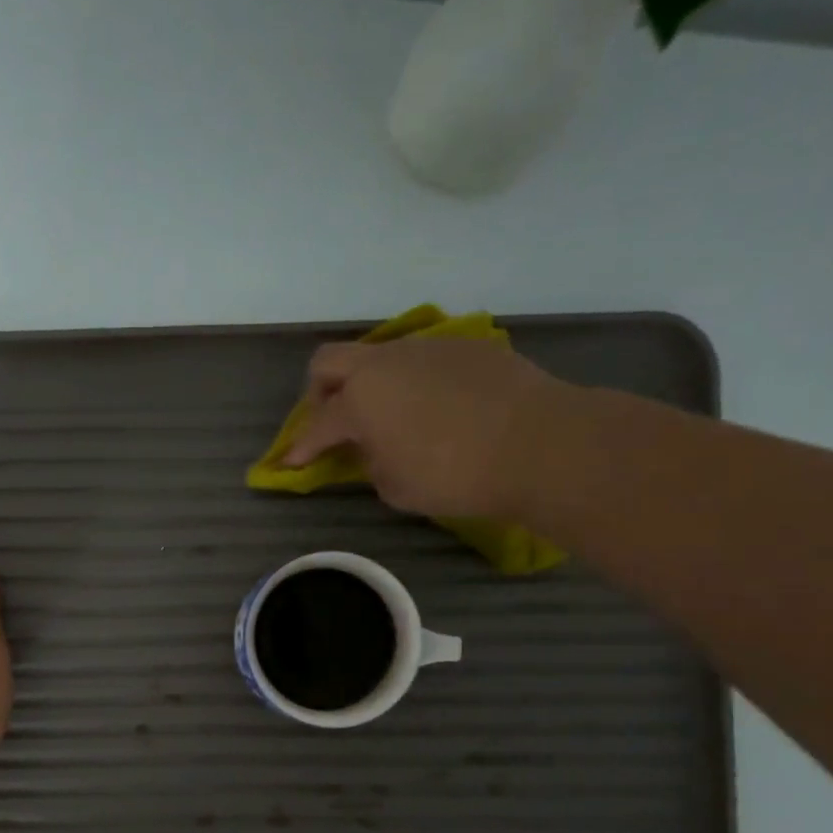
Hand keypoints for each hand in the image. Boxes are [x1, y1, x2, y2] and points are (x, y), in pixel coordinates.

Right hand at [283, 337, 568, 521]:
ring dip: (372, 383)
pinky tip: (438, 408)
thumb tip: (372, 448)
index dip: (301, 447)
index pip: (316, 424)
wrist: (540, 443)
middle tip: (333, 420)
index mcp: (360, 400)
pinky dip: (415, 382)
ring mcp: (427, 348)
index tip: (292, 463)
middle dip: (320, 392)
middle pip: (330, 361)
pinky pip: (423, 360)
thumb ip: (370, 463)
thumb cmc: (455, 475)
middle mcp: (385, 363)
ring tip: (393, 415)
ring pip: (380, 356)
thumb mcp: (395, 487)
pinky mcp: (466, 346)